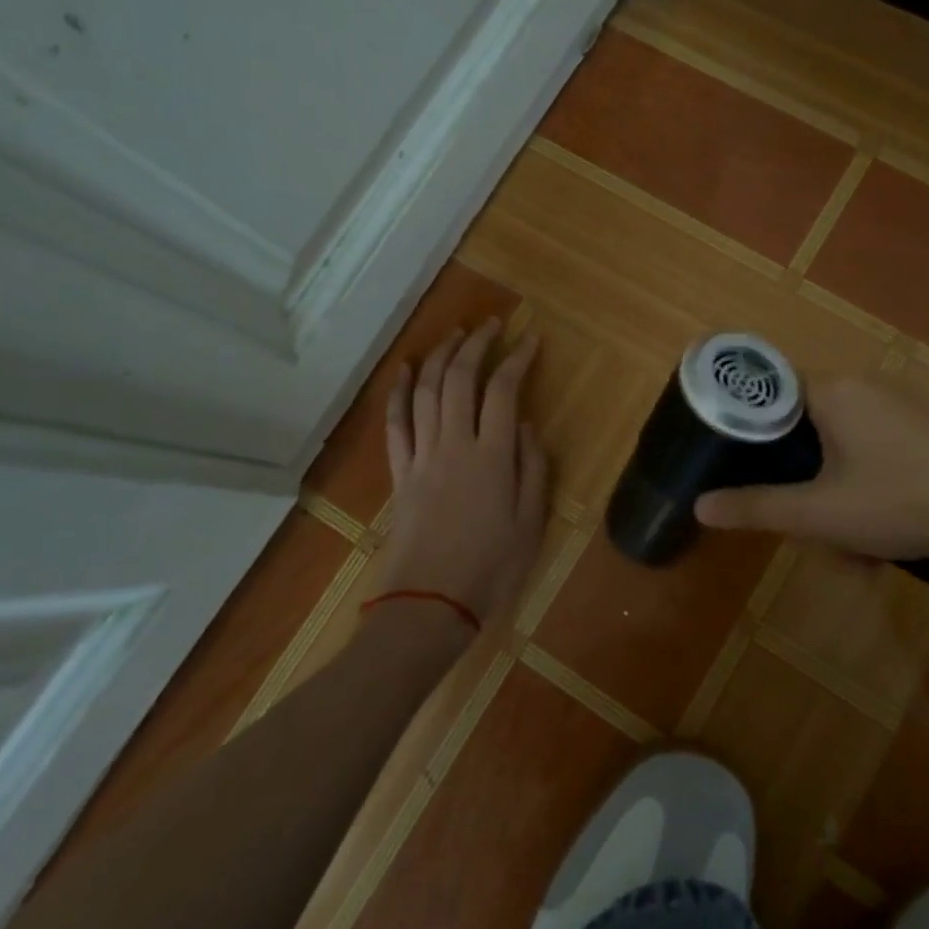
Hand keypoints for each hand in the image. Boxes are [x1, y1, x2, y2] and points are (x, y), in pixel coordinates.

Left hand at [366, 318, 547, 634]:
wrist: (429, 603)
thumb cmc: (491, 567)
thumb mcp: (531, 522)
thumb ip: (533, 468)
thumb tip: (528, 425)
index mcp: (492, 456)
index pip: (504, 390)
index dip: (517, 359)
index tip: (530, 340)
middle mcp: (455, 444)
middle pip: (460, 379)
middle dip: (476, 344)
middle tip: (492, 325)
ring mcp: (422, 456)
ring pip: (425, 391)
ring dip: (440, 357)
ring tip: (455, 335)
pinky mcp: (401, 472)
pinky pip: (395, 423)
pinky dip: (398, 392)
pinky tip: (403, 370)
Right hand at [693, 378, 928, 559]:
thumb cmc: (898, 500)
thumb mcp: (819, 514)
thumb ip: (756, 507)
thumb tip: (698, 506)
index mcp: (830, 392)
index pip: (767, 392)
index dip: (745, 427)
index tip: (733, 463)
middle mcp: (858, 388)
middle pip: (800, 429)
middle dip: (798, 483)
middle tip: (805, 526)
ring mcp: (891, 408)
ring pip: (835, 450)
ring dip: (831, 497)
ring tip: (848, 549)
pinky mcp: (915, 430)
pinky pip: (866, 455)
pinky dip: (861, 492)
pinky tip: (876, 536)